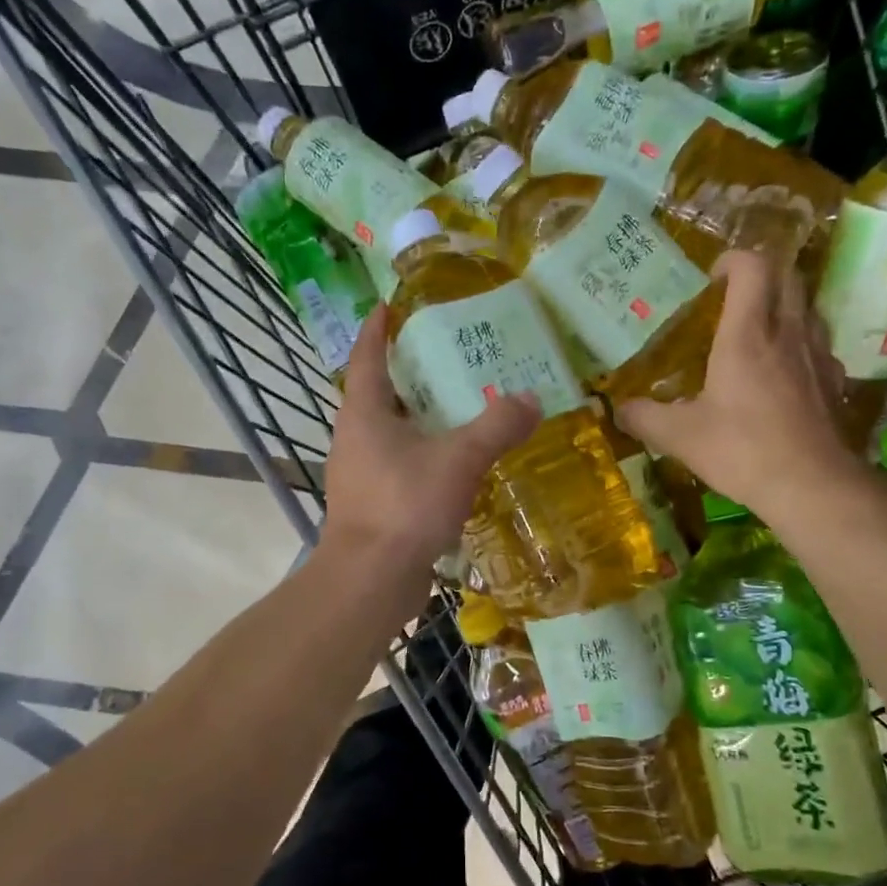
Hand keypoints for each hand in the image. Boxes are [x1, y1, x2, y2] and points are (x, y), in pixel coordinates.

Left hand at [319, 304, 539, 580]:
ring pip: (392, 433)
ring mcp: (360, 474)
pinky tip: (456, 463)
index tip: (390, 305)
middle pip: (381, 394)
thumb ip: (497, 426)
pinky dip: (425, 455)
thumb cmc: (404, 505)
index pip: (367, 356)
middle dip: (410, 373)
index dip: (378, 329)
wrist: (370, 580)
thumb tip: (531, 399)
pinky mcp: (373, 504)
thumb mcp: (459, 459)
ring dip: (420, 418)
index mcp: (364, 413)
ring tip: (461, 407)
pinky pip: (400, 466)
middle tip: (449, 355)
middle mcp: (355, 438)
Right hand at [614, 250, 857, 515]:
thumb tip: (617, 410)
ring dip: (783, 306)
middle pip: (787, 276)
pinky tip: (784, 373)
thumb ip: (644, 417)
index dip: (732, 260)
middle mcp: (788, 332)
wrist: (812, 486)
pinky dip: (800, 344)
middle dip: (761, 275)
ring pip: (808, 307)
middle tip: (732, 298)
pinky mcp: (835, 381)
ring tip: (757, 332)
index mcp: (747, 334)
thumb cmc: (742, 450)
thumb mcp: (679, 436)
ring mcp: (818, 355)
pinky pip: (819, 344)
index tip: (712, 279)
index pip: (752, 267)